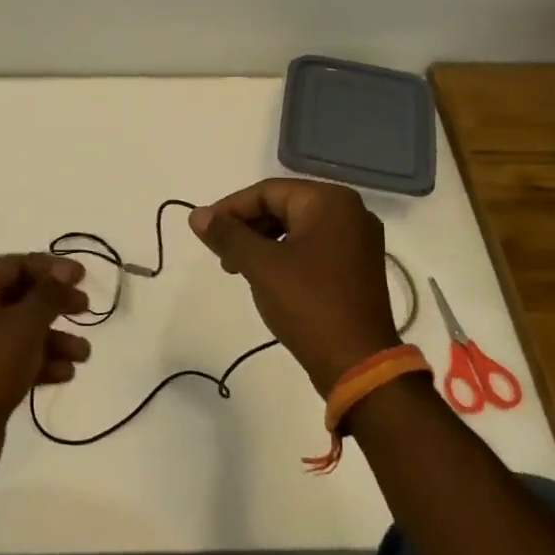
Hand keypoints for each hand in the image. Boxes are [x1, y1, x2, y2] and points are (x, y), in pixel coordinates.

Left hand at [0, 253, 90, 484]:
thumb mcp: (26, 324)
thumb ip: (49, 293)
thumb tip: (63, 270)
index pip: (15, 264)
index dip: (52, 268)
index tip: (84, 277)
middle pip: (18, 295)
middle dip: (55, 304)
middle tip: (86, 309)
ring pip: (17, 329)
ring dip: (53, 338)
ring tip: (83, 354)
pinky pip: (10, 355)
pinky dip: (37, 360)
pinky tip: (65, 374)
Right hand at [190, 179, 398, 395]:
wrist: (357, 363)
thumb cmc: (308, 303)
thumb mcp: (260, 265)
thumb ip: (227, 235)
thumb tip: (196, 215)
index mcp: (330, 201)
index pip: (267, 191)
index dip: (230, 209)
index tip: (204, 232)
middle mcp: (350, 212)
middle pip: (283, 206)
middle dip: (247, 227)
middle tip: (221, 254)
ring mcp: (358, 240)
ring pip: (296, 228)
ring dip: (262, 243)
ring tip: (238, 269)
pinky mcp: (357, 266)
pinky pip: (312, 247)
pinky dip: (284, 256)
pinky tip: (266, 278)